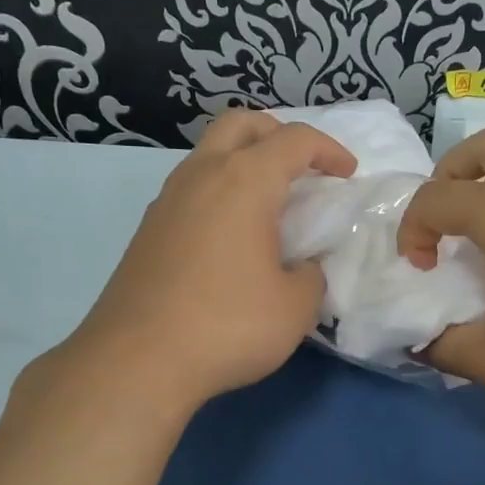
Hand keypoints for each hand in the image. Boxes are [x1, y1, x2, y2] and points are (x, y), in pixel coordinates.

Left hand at [48, 111, 355, 413]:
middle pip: (242, 123)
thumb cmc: (227, 326)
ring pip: (210, 153)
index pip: (295, 140)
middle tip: (303, 167)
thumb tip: (302, 267)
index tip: (347, 175)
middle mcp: (202, 175)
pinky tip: (233, 235)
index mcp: (244, 181)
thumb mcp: (295, 307)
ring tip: (270, 203)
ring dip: (244, 160)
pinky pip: (192, 188)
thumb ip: (311, 275)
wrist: (137, 361)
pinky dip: (220, 191)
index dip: (329, 150)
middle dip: (279, 133)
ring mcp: (167, 200)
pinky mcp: (148, 229)